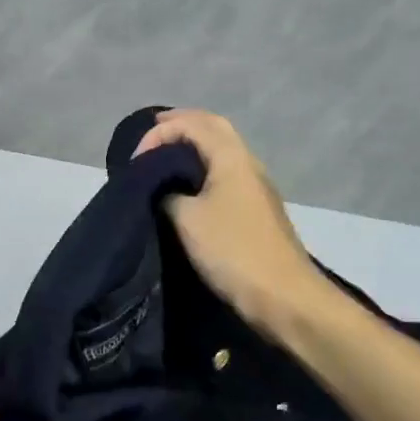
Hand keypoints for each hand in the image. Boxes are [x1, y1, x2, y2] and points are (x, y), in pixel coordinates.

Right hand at [134, 109, 326, 331]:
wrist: (283, 296)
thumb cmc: (233, 251)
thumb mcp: (187, 219)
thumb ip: (167, 193)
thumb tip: (162, 189)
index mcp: (232, 158)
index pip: (193, 124)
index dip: (160, 133)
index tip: (135, 160)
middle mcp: (248, 163)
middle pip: (213, 128)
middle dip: (181, 126)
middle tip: (152, 133)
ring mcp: (256, 186)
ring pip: (221, 150)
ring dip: (193, 146)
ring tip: (164, 158)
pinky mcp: (257, 209)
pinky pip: (225, 172)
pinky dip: (202, 167)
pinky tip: (187, 186)